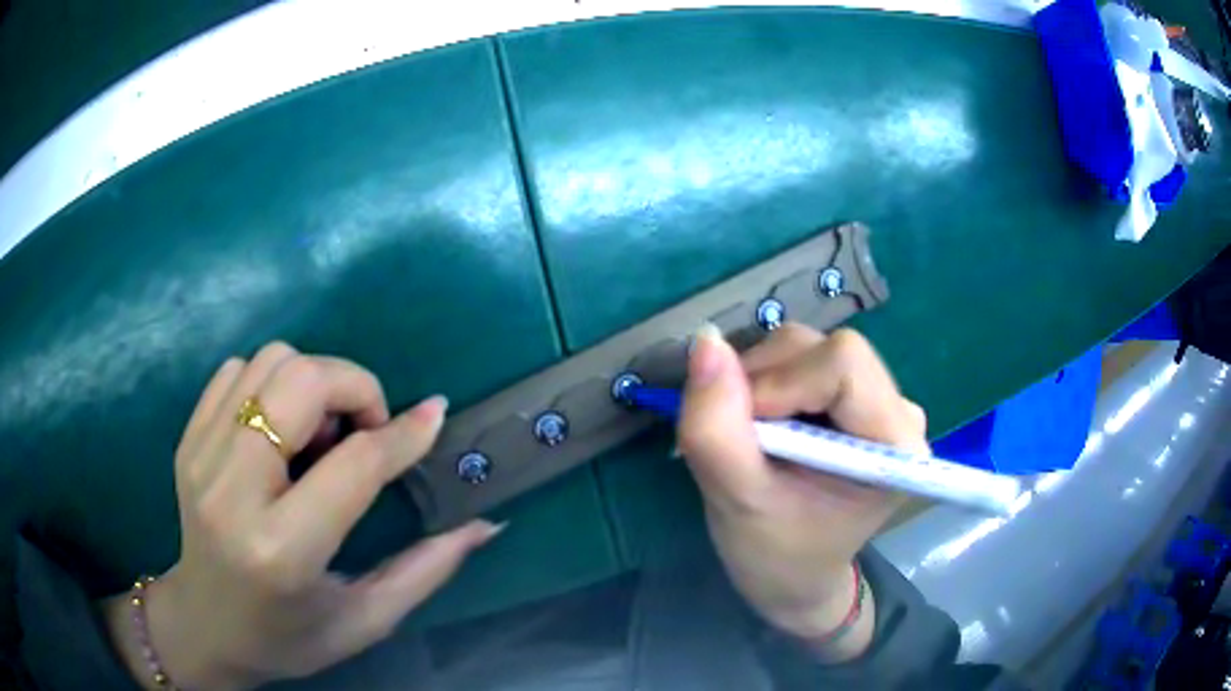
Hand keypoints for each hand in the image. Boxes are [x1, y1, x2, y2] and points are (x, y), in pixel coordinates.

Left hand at [102, 343, 501, 689]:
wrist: (205, 625)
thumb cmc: (289, 636)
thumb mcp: (365, 621)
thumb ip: (427, 570)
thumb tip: (486, 524)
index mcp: (281, 550)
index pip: (352, 465)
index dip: (402, 434)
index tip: (434, 416)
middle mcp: (232, 491)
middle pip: (299, 383)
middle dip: (352, 386)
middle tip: (366, 429)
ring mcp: (201, 457)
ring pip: (269, 363)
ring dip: (311, 382)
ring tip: (320, 434)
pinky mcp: (187, 439)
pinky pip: (237, 370)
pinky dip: (271, 384)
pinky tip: (280, 429)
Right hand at [677, 324, 926, 659]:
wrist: (794, 576)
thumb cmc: (776, 555)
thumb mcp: (736, 501)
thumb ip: (716, 427)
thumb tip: (705, 342)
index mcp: (895, 445)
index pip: (843, 363)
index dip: (781, 384)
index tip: (747, 432)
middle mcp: (898, 411)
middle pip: (823, 349)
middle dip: (764, 382)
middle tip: (739, 438)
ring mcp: (878, 399)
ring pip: (807, 347)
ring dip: (759, 381)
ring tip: (748, 438)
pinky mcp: (854, 396)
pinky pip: (802, 359)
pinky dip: (765, 382)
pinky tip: (762, 427)